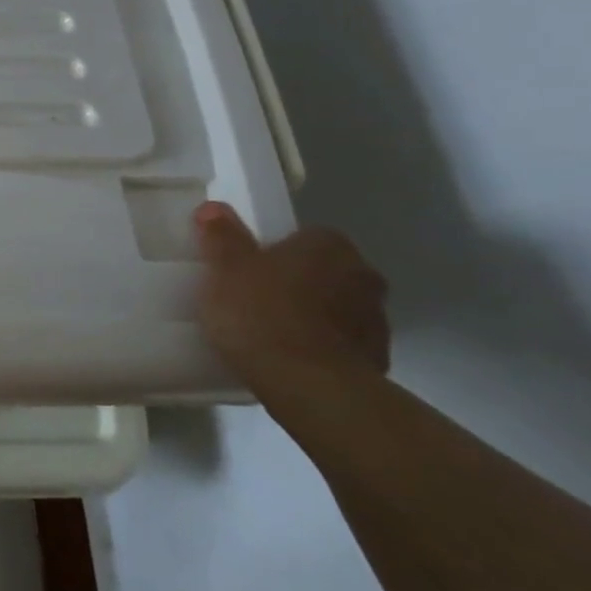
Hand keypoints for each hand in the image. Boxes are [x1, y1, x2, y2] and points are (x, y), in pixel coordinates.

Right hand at [194, 201, 390, 384]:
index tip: (250, 269)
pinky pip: (343, 342)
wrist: (307, 383)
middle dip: (299, 281)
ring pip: (337, 307)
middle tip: (257, 298)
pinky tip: (291, 358)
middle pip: (325, 271)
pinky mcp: (377, 357)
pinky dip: (322, 345)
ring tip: (272, 332)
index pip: (305, 236)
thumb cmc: (260, 312)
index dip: (275, 251)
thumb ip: (221, 236)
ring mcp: (376, 319)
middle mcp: (362, 274)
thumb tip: (214, 208)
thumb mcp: (224, 269)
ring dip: (313, 314)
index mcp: (328, 246)